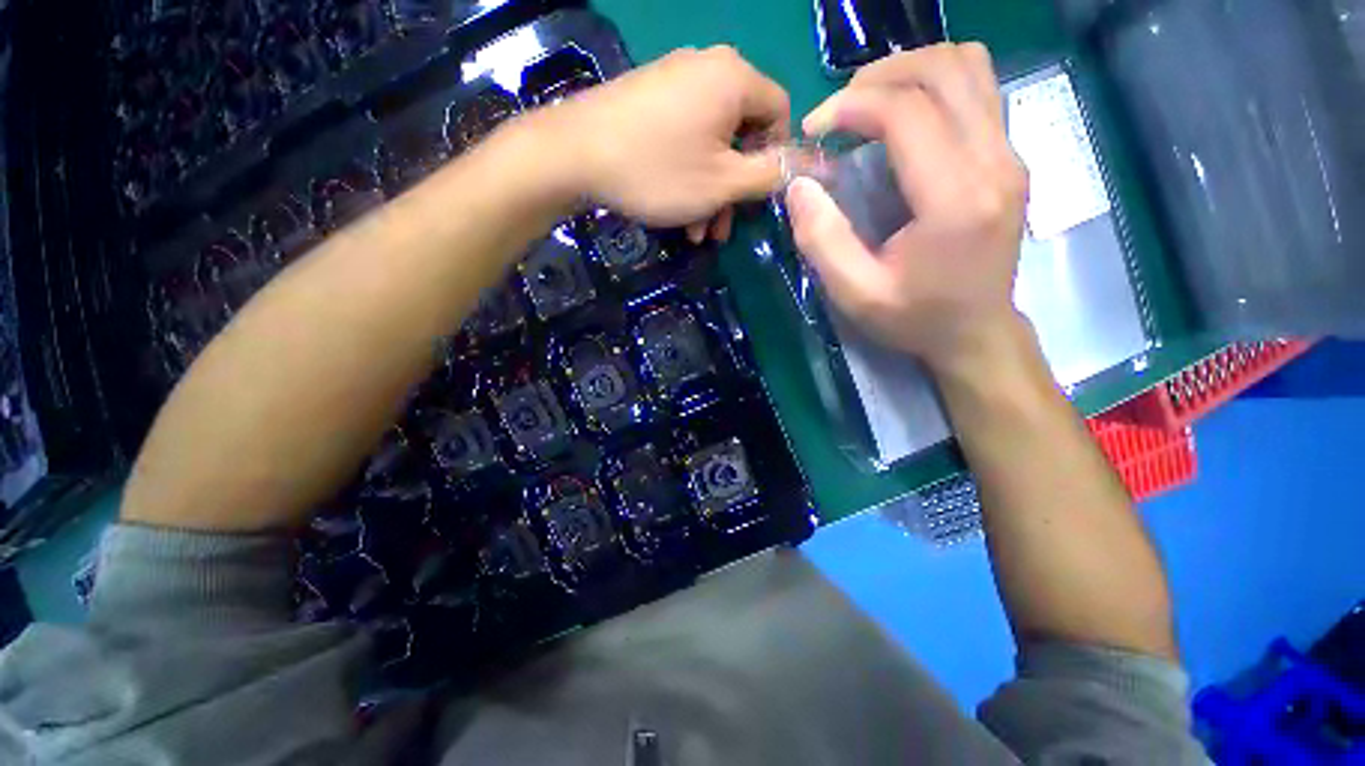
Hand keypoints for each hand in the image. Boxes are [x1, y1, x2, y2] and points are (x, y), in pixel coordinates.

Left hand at [531, 46, 790, 241]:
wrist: (573, 155)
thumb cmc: (658, 171)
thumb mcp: (723, 183)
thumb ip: (771, 174)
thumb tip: (811, 166)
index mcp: (734, 78)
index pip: (780, 112)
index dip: (777, 159)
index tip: (759, 196)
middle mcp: (707, 69)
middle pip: (742, 134)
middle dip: (735, 189)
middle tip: (722, 229)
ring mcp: (674, 84)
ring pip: (711, 145)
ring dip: (710, 193)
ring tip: (698, 233)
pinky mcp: (649, 102)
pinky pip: (685, 140)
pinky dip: (688, 177)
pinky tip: (679, 214)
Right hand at [785, 44, 1029, 377]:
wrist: (977, 333)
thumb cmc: (915, 318)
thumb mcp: (856, 294)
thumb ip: (822, 240)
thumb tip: (799, 184)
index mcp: (956, 200)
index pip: (909, 113)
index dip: (852, 106)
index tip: (815, 129)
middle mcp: (995, 163)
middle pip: (946, 69)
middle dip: (880, 76)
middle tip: (839, 111)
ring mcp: (1010, 155)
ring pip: (969, 67)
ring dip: (910, 71)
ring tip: (868, 105)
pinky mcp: (1009, 157)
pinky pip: (977, 90)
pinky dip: (933, 87)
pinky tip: (902, 119)